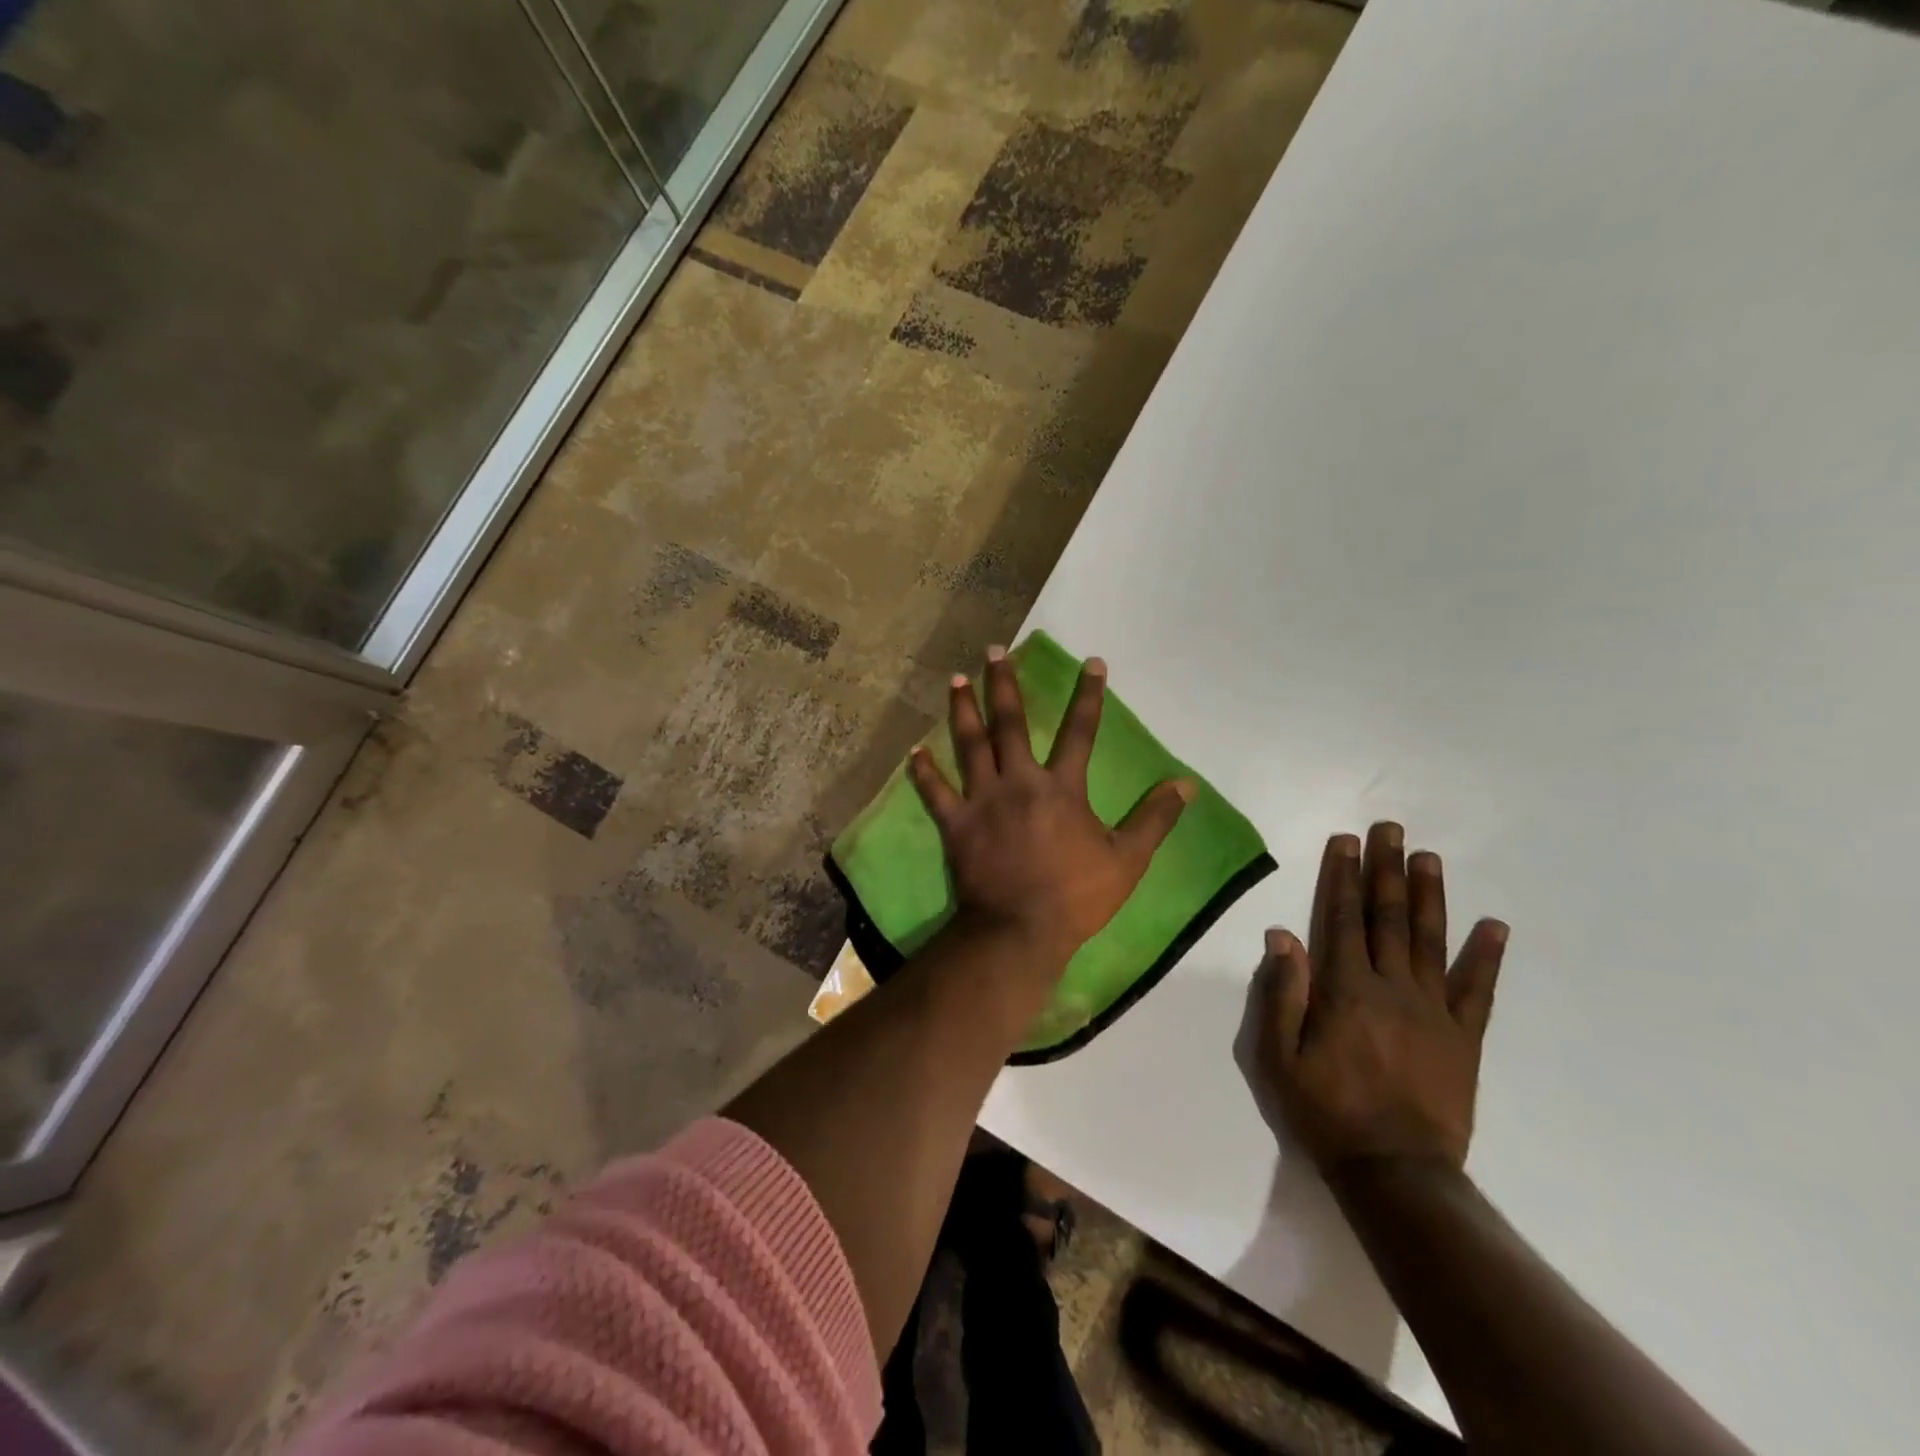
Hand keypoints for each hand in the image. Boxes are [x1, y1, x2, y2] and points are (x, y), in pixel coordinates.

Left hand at [908, 646, 1192, 966]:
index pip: (1080, 732)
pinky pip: (935, 792)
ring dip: (962, 710)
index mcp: (1061, 788)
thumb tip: (1186, 784)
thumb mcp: (1128, 860)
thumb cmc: (1076, 896)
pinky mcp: (955, 824)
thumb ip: (1155, 818)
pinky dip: (924, 771)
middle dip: (1003, 684)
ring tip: (956, 679)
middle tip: (993, 651)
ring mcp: (982, 801)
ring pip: (970, 745)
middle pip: (1010, 724)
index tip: (1091, 662)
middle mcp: (1019, 782)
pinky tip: (914, 750)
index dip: (1088, 696)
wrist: (1019, 930)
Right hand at [1246, 823, 1507, 1175]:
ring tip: (1429, 857)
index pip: (1341, 917)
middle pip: (1388, 917)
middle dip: (1386, 869)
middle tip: (1391, 829)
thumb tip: (1281, 933)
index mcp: (1344, 989)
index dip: (1342, 875)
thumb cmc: (1324, 1110)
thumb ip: (1281, 992)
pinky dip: (1487, 956)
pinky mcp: (1464, 1038)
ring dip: (1430, 895)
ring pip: (1431, 940)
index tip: (1347, 840)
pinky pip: (1478, 990)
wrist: (1395, 1172)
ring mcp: (1434, 1010)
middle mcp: (1391, 987)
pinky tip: (1494, 925)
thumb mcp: (1278, 1056)